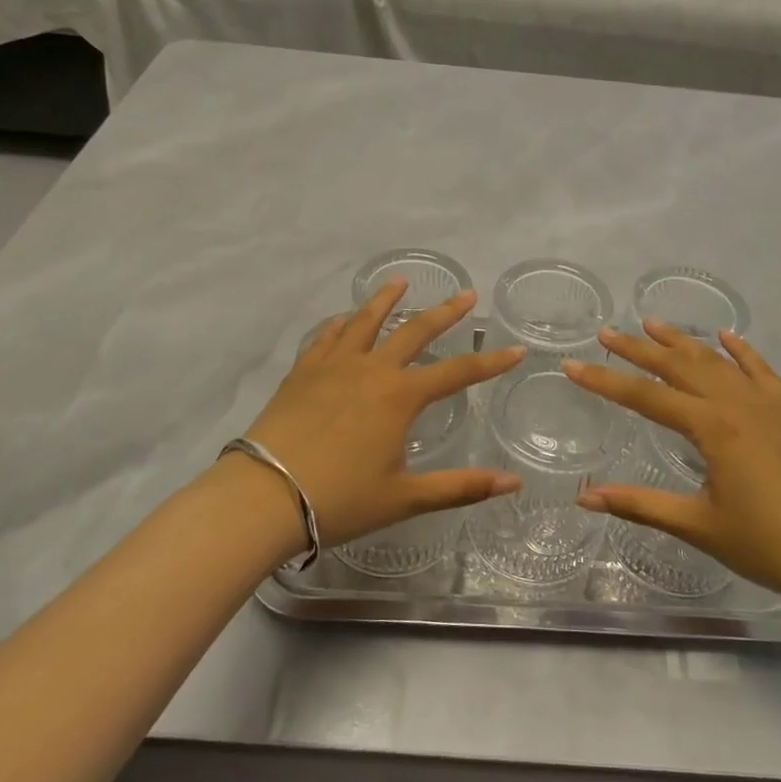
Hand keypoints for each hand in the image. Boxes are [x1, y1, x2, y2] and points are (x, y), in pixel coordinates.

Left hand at [241, 280, 524, 546]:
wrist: (264, 495)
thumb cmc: (340, 499)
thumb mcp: (405, 498)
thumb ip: (461, 487)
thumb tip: (513, 483)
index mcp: (400, 397)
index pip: (457, 373)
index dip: (489, 362)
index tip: (515, 350)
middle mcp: (371, 369)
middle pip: (415, 331)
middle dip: (445, 313)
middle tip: (466, 294)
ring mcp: (333, 365)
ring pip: (365, 322)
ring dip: (386, 300)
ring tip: (400, 282)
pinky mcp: (303, 371)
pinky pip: (326, 336)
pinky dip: (340, 324)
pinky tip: (343, 318)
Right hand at [564, 321, 780, 610]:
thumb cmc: (768, 546)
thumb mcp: (698, 526)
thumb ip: (640, 505)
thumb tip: (584, 498)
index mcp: (713, 428)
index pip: (646, 397)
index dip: (606, 381)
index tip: (573, 364)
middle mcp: (739, 404)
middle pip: (679, 367)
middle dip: (639, 350)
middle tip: (607, 333)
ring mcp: (770, 403)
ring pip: (717, 361)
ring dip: (683, 341)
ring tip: (653, 324)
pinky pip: (762, 370)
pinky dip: (741, 351)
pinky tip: (726, 336)